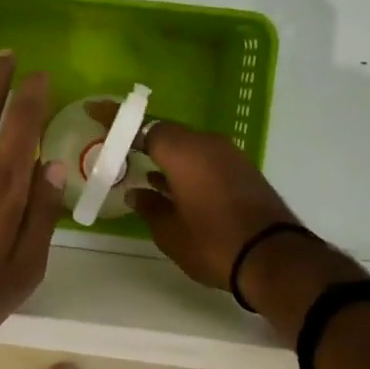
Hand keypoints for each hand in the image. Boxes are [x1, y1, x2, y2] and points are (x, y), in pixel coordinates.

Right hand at [90, 107, 298, 290]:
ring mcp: (229, 156)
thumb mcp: (170, 231)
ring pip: (187, 145)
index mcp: (184, 151)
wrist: (274, 258)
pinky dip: (184, 166)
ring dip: (164, 153)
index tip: (94, 110)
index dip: (117, 119)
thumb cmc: (213, 242)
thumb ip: (149, 207)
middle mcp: (207, 144)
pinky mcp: (242, 171)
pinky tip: (169, 183)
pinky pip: (203, 158)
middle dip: (140, 136)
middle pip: (167, 131)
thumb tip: (135, 193)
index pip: (144, 125)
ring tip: (137, 164)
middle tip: (115, 143)